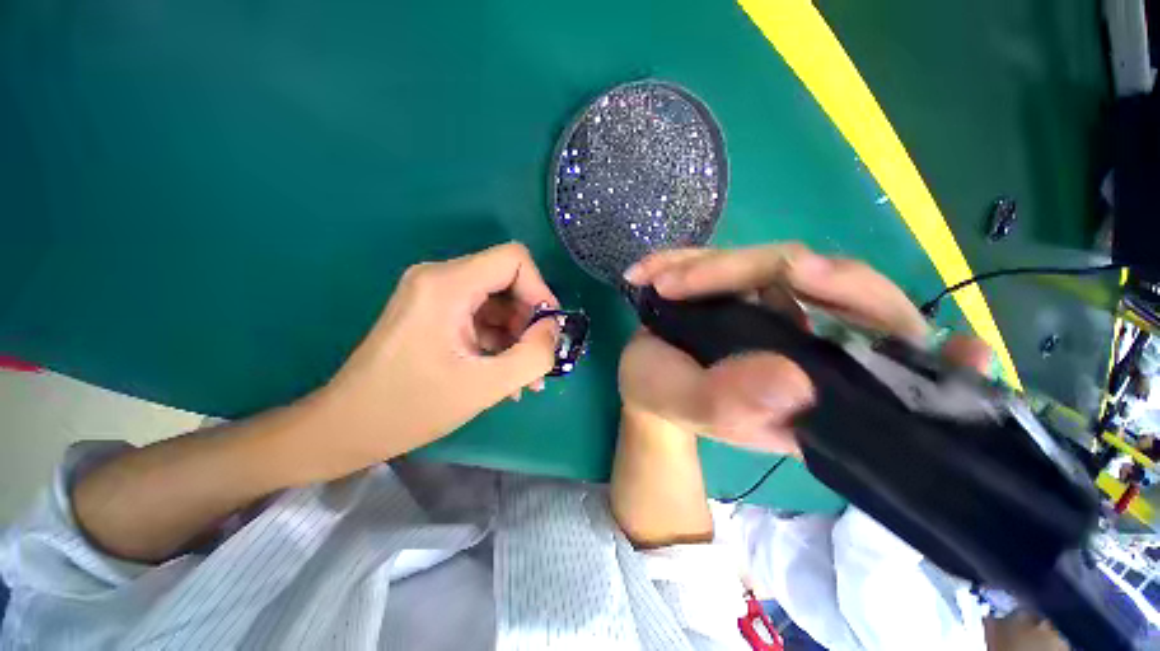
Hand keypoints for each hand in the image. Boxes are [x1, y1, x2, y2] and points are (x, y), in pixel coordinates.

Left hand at [308, 242, 558, 477]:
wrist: (346, 427)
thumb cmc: (411, 408)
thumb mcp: (484, 386)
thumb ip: (533, 355)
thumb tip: (554, 330)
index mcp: (447, 285)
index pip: (514, 260)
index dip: (540, 290)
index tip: (547, 330)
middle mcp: (440, 278)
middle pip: (507, 280)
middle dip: (529, 319)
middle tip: (537, 359)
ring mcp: (435, 294)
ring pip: (496, 301)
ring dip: (516, 336)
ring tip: (523, 377)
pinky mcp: (434, 312)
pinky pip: (480, 315)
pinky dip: (498, 340)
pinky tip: (504, 375)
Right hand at [619, 243, 993, 453]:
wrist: (644, 378)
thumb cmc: (665, 399)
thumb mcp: (686, 405)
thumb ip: (730, 403)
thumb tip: (794, 379)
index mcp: (813, 397)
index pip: (899, 380)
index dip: (943, 370)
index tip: (969, 351)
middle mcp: (815, 350)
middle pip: (853, 296)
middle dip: (790, 275)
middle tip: (738, 271)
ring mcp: (785, 311)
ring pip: (786, 263)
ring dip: (713, 266)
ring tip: (659, 280)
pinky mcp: (753, 288)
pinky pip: (739, 258)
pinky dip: (691, 259)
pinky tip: (652, 270)